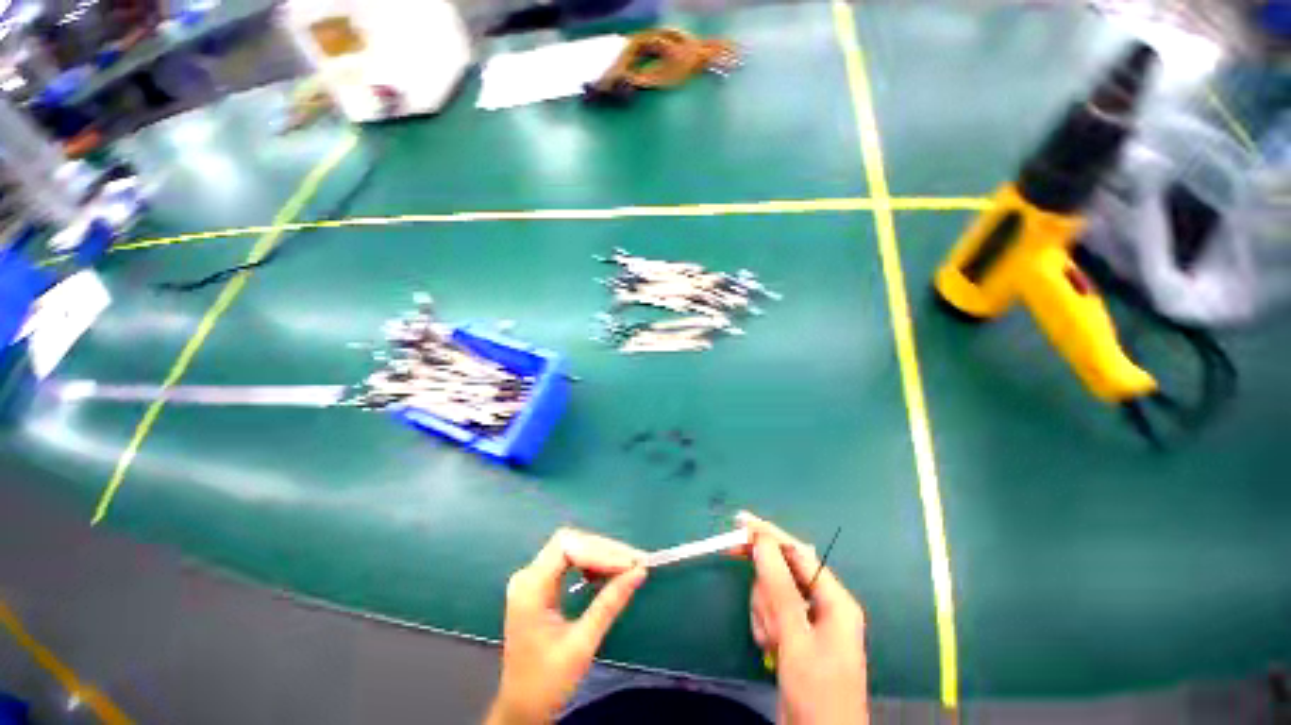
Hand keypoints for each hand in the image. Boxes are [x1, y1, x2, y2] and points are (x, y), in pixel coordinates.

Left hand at [486, 528, 647, 724]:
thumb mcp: (582, 644)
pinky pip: (568, 561)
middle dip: (604, 550)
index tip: (629, 563)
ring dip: (600, 554)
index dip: (600, 550)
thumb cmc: (547, 682)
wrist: (521, 708)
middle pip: (570, 542)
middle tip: (635, 561)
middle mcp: (528, 575)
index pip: (567, 547)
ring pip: (571, 548)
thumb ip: (609, 604)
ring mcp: (532, 579)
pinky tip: (606, 573)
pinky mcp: (539, 585)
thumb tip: (639, 571)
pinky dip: (590, 563)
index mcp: (530, 588)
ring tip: (626, 566)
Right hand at [737, 512, 868, 724]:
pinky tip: (771, 649)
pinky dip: (764, 626)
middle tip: (763, 614)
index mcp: (834, 599)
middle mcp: (822, 604)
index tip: (740, 522)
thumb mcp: (795, 637)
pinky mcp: (793, 635)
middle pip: (782, 574)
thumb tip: (761, 540)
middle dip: (767, 593)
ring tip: (773, 643)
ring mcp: (807, 620)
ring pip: (771, 594)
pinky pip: (769, 613)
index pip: (796, 552)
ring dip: (765, 614)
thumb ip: (778, 586)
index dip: (768, 534)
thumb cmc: (816, 690)